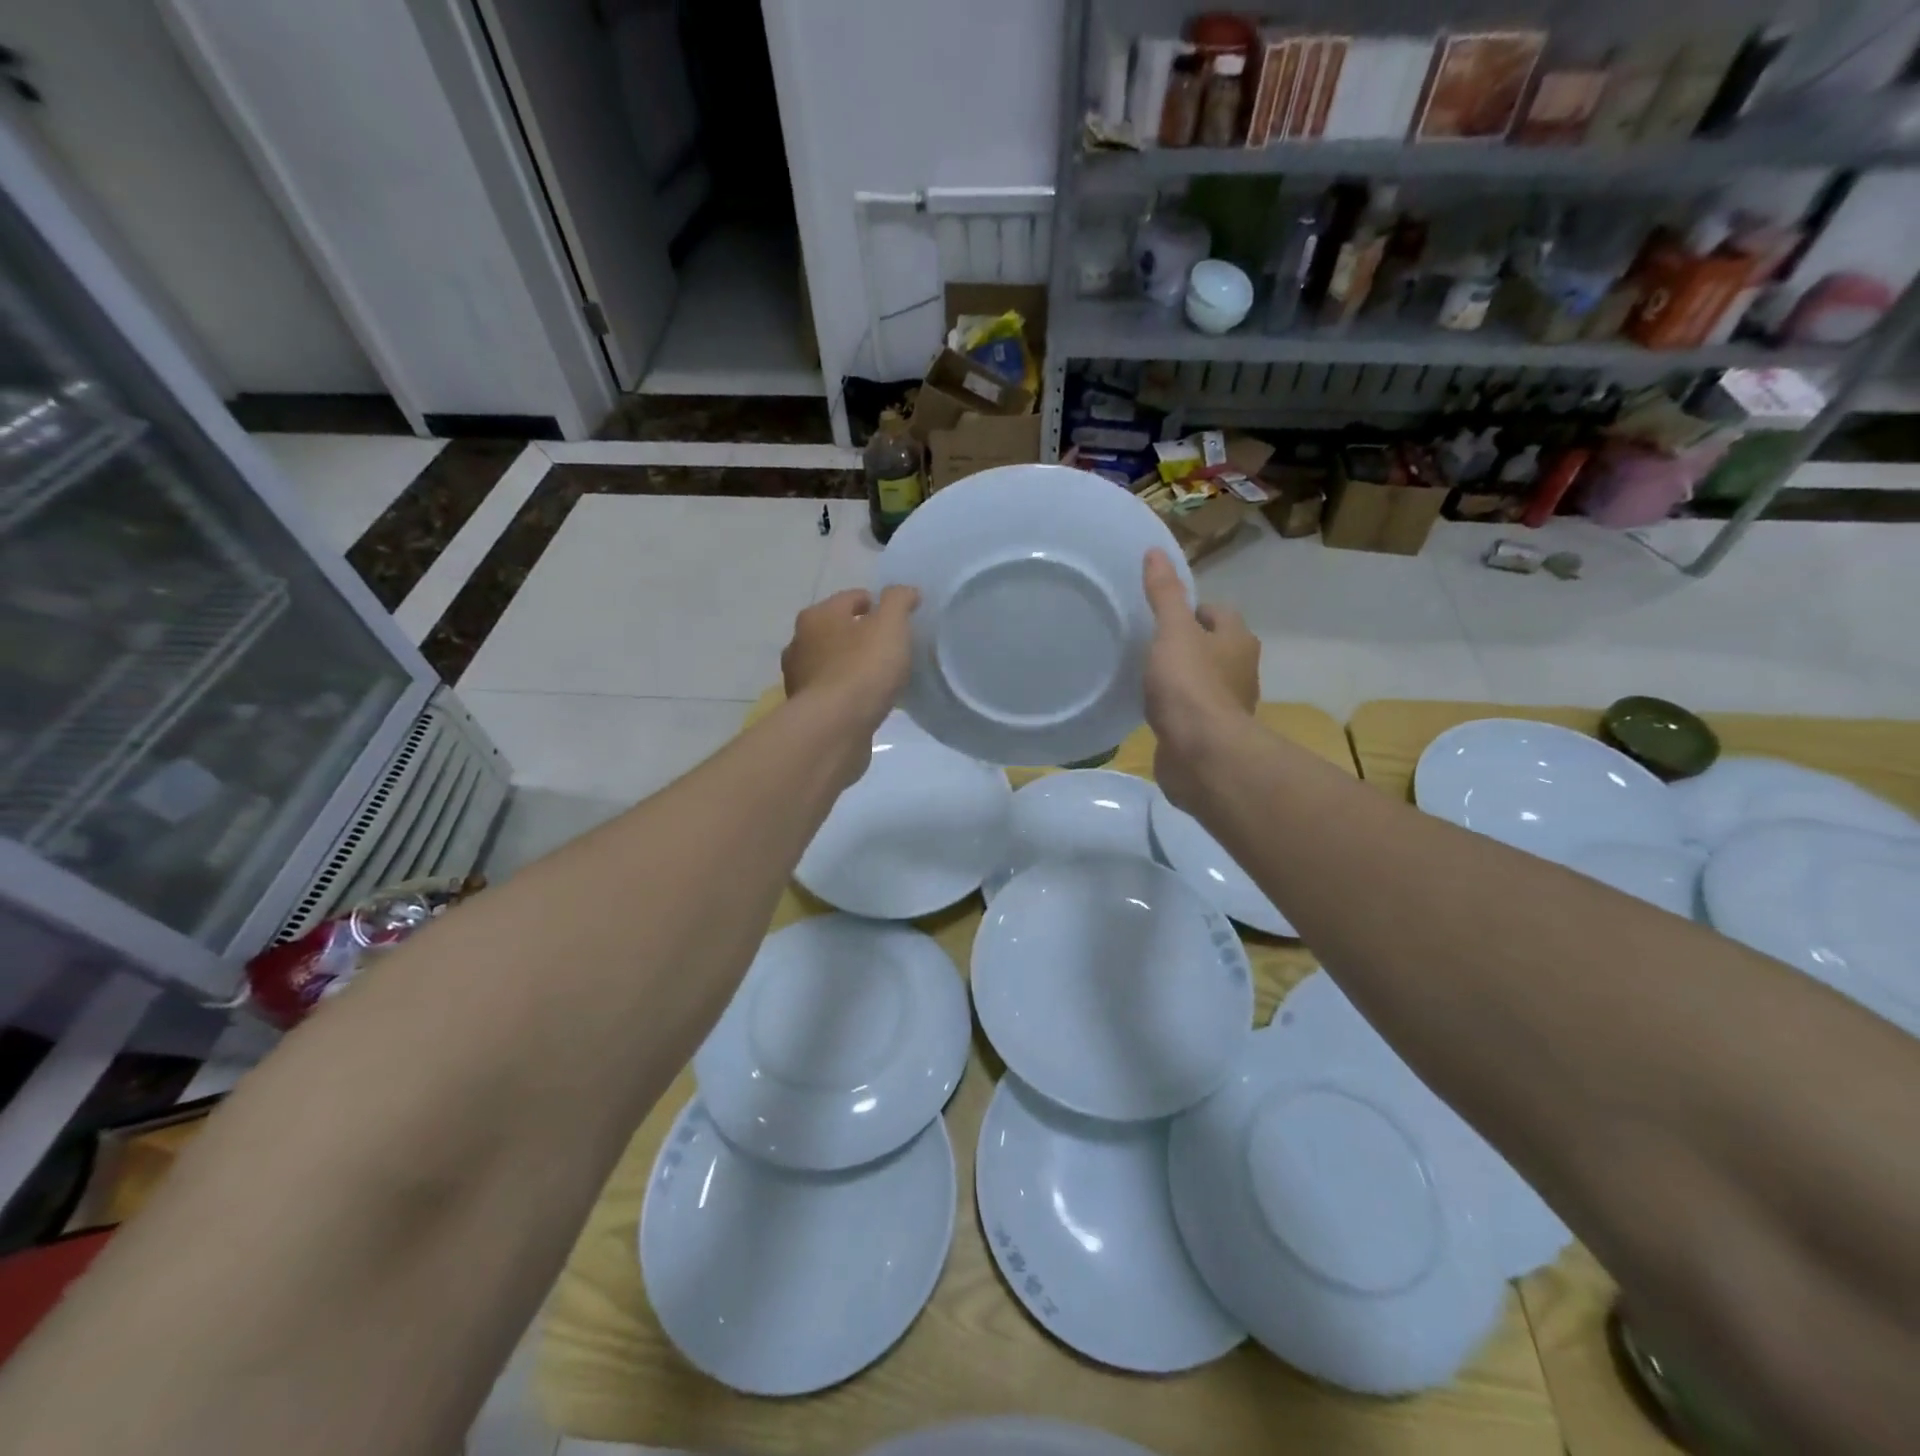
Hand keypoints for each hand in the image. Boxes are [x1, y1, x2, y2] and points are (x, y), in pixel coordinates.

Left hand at [781, 587, 917, 729]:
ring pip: (832, 663)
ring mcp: (800, 679)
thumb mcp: (890, 625)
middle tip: (890, 649)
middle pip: (837, 630)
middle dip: (860, 636)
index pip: (851, 598)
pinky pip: (833, 692)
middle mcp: (800, 643)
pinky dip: (847, 693)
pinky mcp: (806, 710)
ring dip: (852, 666)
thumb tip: (905, 591)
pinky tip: (866, 702)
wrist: (834, 728)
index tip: (899, 621)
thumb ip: (899, 601)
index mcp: (817, 616)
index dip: (877, 604)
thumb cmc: (863, 669)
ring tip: (880, 678)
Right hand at [1141, 549, 1258, 806]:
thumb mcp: (1172, 631)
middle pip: (1214, 647)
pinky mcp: (1211, 735)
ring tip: (1149, 677)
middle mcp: (1241, 670)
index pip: (1218, 613)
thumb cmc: (1190, 685)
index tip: (1162, 617)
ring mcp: (1228, 706)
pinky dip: (1178, 709)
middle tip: (1151, 645)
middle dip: (1188, 645)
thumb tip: (1155, 550)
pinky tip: (1154, 711)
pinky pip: (1192, 713)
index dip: (1192, 610)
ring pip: (1204, 681)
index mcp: (1238, 640)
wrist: (1201, 754)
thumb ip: (1164, 594)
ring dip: (1183, 679)